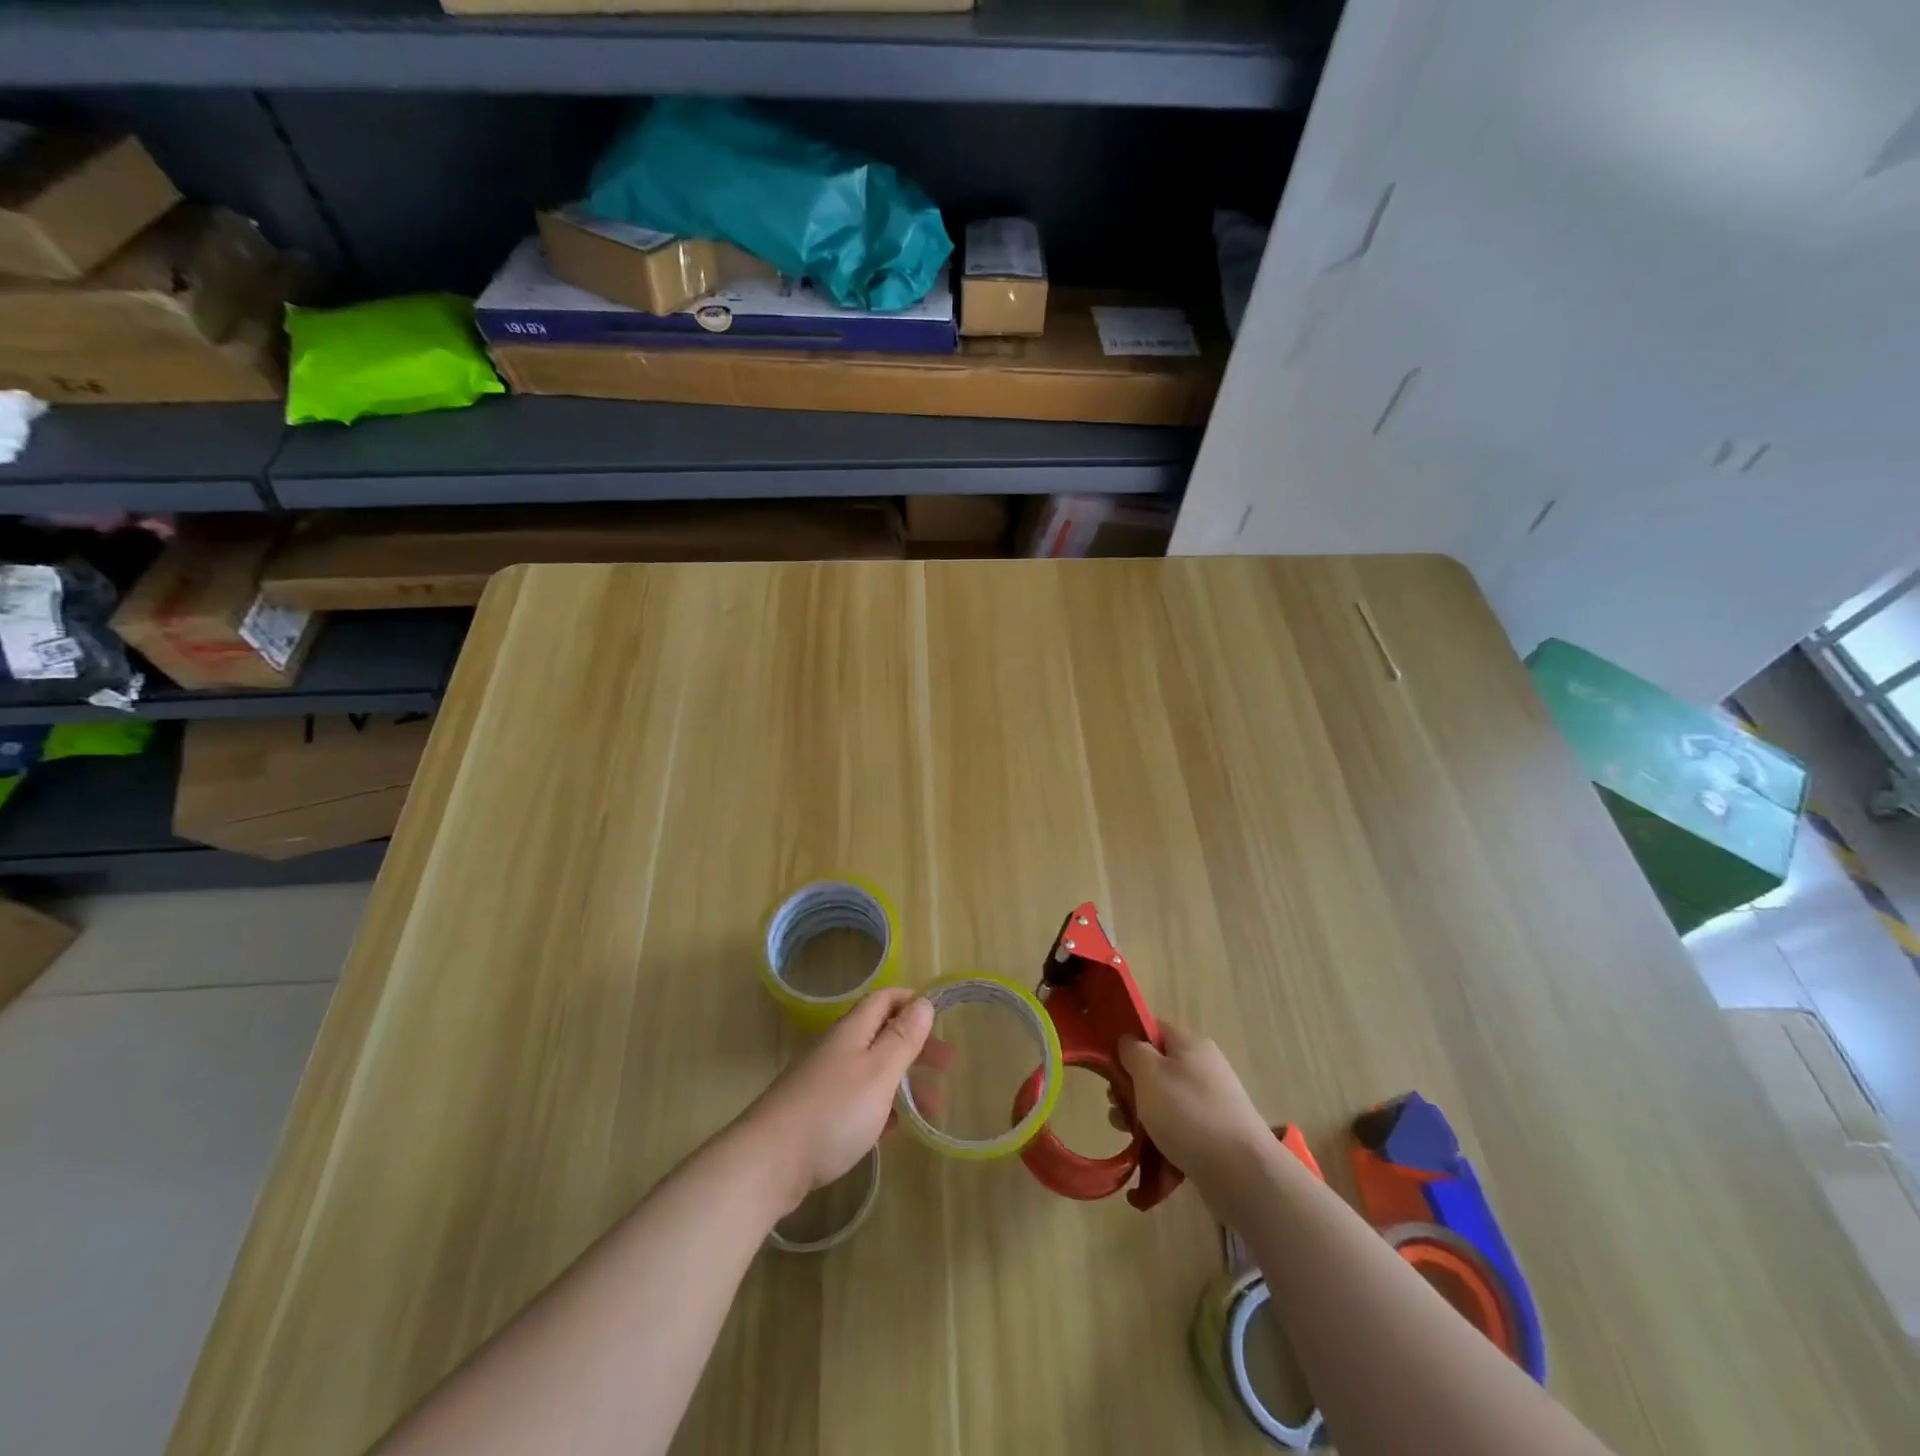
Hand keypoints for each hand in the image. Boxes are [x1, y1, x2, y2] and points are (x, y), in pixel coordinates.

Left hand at [744, 989, 932, 1213]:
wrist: (768, 1164)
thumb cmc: (832, 1112)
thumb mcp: (878, 1072)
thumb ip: (902, 1038)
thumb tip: (923, 1002)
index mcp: (852, 1032)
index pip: (884, 1000)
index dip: (912, 1002)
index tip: (941, 1016)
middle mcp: (837, 1050)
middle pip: (881, 1035)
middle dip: (916, 1046)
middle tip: (948, 1066)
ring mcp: (824, 1083)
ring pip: (872, 1071)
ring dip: (904, 1081)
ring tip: (932, 1108)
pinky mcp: (816, 1116)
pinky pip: (858, 1101)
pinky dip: (882, 1108)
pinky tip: (895, 1130)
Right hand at [1118, 1021, 1273, 1195]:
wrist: (1241, 1172)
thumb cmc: (1188, 1113)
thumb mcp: (1149, 1072)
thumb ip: (1132, 1050)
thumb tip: (1128, 1042)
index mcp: (1190, 1043)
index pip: (1152, 1028)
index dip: (1127, 1041)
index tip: (1107, 1064)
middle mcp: (1203, 1066)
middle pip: (1155, 1066)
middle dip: (1130, 1086)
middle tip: (1116, 1106)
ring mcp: (1211, 1100)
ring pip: (1164, 1099)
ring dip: (1141, 1114)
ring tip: (1127, 1135)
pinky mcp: (1215, 1132)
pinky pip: (1179, 1126)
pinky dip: (1162, 1136)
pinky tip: (1149, 1153)